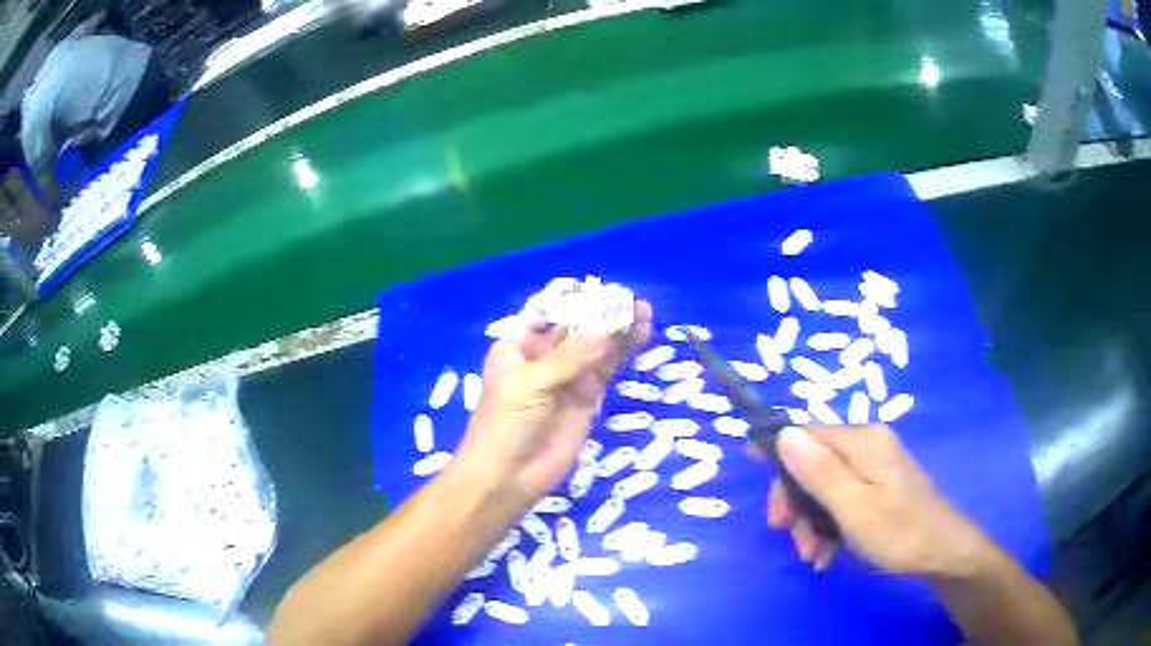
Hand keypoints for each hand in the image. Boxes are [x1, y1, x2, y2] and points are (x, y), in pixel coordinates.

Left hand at [452, 302, 652, 513]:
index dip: (575, 299)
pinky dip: (623, 353)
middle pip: (577, 326)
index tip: (603, 289)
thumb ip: (571, 357)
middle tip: (633, 300)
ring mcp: (568, 378)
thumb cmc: (506, 424)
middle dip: (603, 313)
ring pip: (597, 347)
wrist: (508, 477)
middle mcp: (544, 356)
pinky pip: (607, 370)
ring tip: (645, 312)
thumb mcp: (532, 384)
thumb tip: (608, 328)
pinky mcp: (587, 399)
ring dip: (619, 330)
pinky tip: (641, 336)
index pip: (549, 312)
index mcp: (519, 345)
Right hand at [765, 425, 991, 575]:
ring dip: (811, 522)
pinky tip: (828, 554)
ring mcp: (874, 468)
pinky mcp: (878, 488)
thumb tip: (783, 433)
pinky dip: (829, 526)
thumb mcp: (854, 507)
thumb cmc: (899, 531)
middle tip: (789, 537)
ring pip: (825, 487)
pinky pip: (842, 500)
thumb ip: (819, 471)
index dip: (779, 456)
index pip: (807, 434)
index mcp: (862, 442)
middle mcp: (867, 446)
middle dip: (797, 503)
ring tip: (813, 556)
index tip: (756, 480)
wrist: (942, 553)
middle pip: (814, 463)